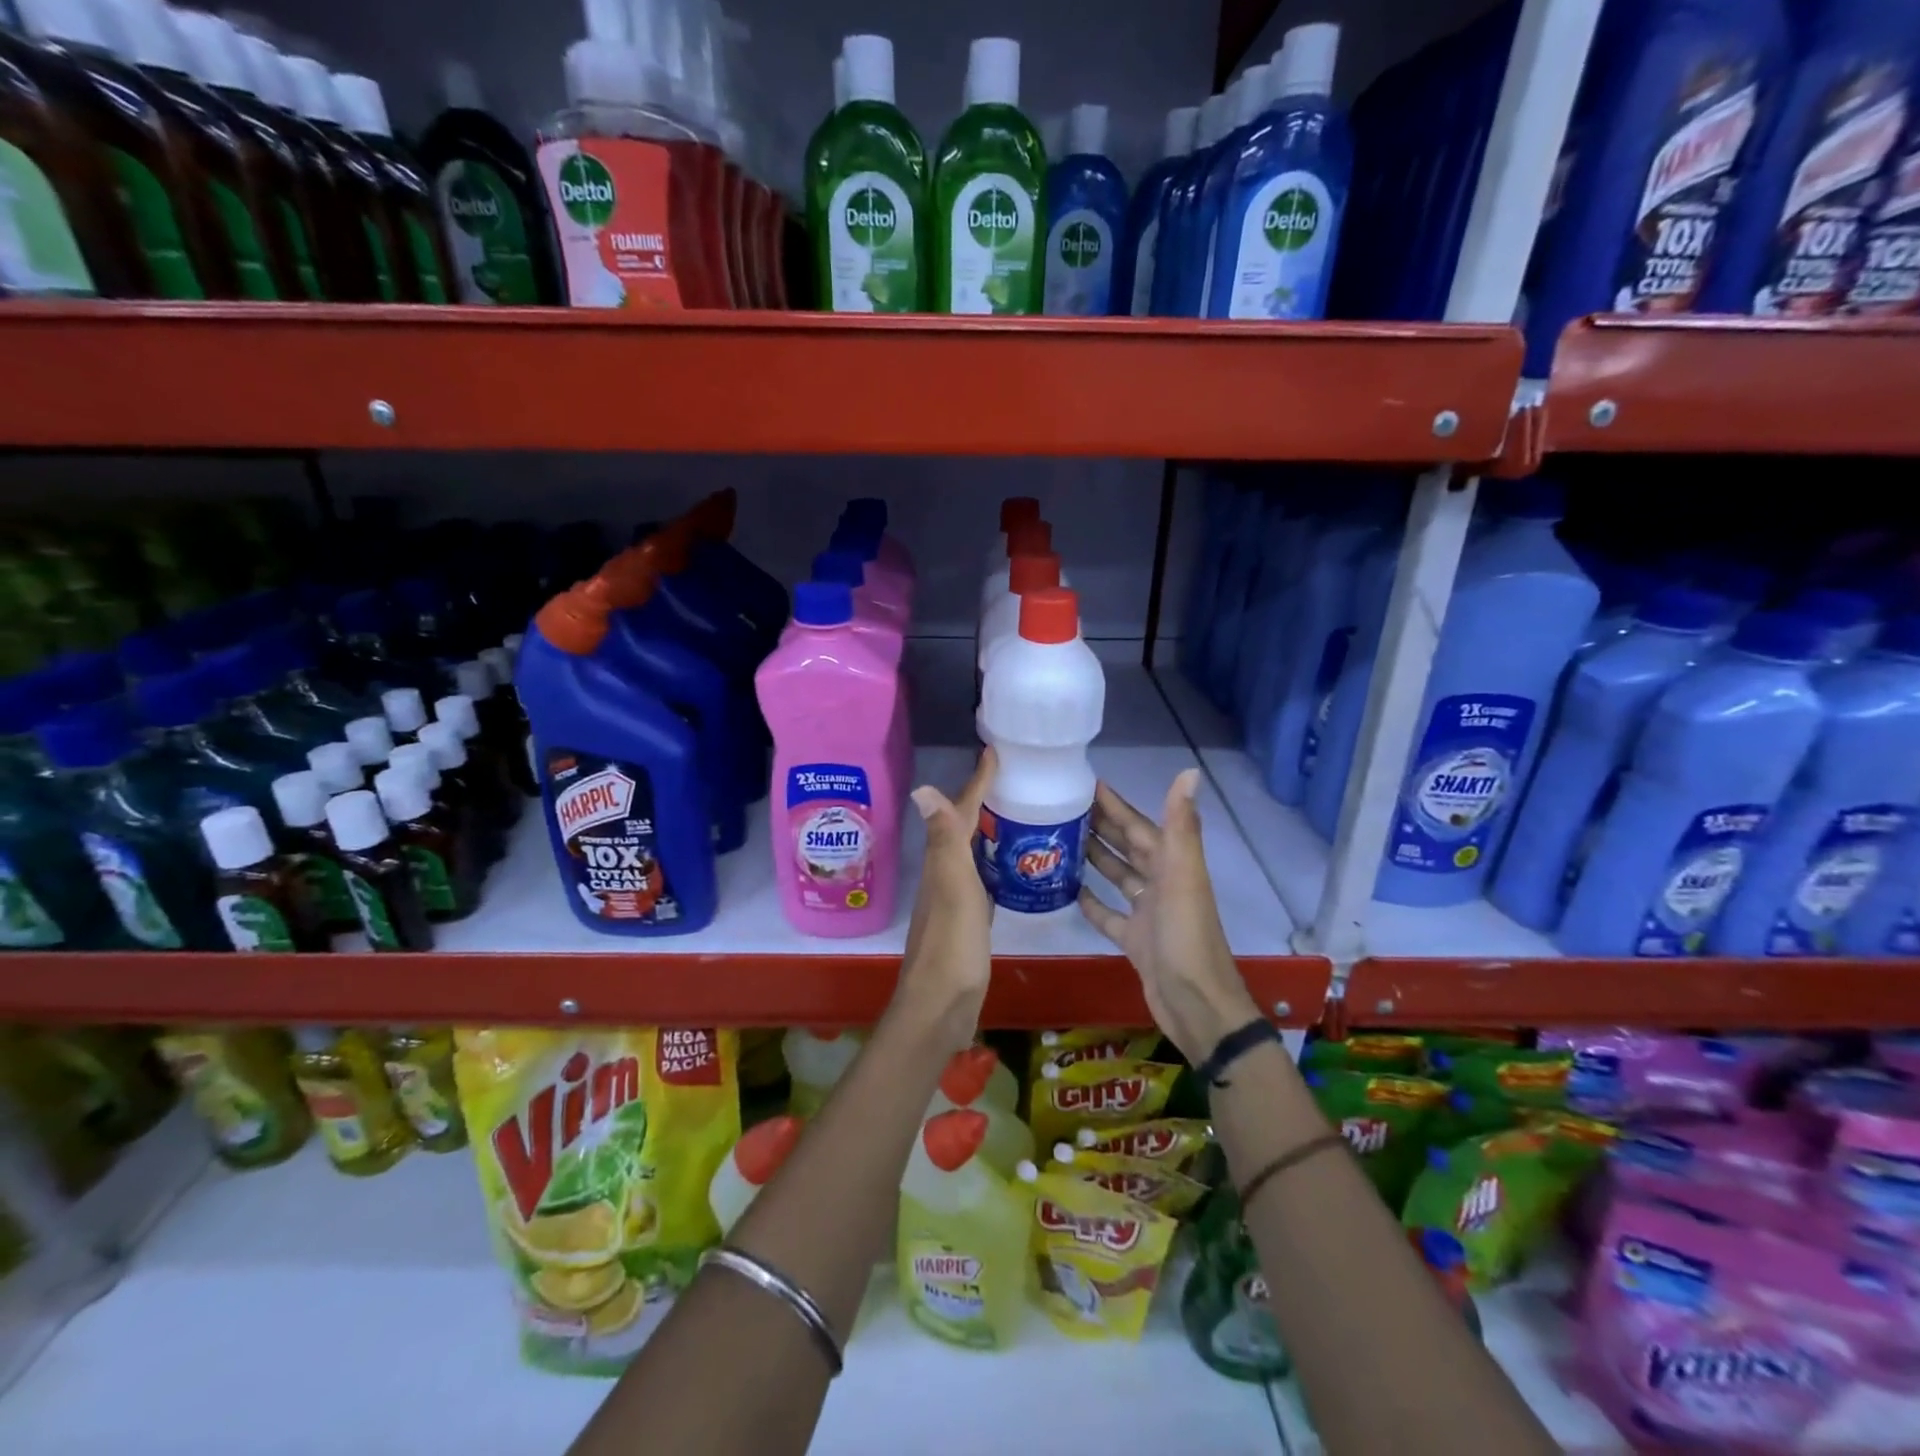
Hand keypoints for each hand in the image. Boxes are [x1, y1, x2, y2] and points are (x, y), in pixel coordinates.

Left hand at [892, 748, 995, 1055]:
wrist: (941, 1006)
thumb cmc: (953, 944)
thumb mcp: (953, 886)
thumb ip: (945, 840)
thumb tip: (922, 787)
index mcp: (944, 861)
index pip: (961, 811)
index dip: (977, 782)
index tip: (994, 752)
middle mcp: (945, 874)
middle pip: (963, 827)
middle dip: (983, 799)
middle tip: (1012, 778)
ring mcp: (955, 898)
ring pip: (971, 851)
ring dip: (988, 829)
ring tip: (1017, 812)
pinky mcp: (967, 920)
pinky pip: (982, 877)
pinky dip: (994, 862)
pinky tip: (1011, 866)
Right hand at [1078, 769, 1261, 1065]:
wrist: (1197, 1006)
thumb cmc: (1186, 938)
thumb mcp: (1183, 877)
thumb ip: (1181, 826)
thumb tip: (1189, 771)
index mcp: (1172, 865)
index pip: (1138, 825)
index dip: (1115, 804)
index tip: (1084, 783)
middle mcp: (1161, 883)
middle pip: (1127, 847)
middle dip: (1100, 826)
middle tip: (1060, 809)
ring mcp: (1147, 913)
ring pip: (1118, 877)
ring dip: (1094, 858)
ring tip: (1059, 841)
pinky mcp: (1135, 940)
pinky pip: (1109, 914)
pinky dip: (1092, 901)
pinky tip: (1068, 890)